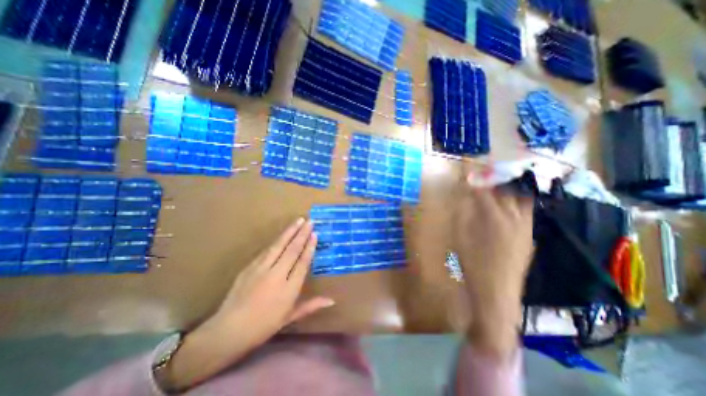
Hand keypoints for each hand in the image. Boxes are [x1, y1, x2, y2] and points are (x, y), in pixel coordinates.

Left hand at [211, 217, 333, 340]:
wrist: (228, 331)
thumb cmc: (264, 326)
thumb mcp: (290, 317)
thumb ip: (311, 305)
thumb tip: (332, 301)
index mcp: (288, 289)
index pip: (302, 263)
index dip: (309, 247)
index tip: (315, 235)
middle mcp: (276, 276)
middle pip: (292, 250)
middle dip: (302, 234)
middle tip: (310, 221)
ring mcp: (261, 269)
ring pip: (279, 246)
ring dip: (290, 232)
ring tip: (299, 220)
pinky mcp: (250, 267)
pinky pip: (267, 250)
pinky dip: (277, 241)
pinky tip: (282, 235)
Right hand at [455, 179, 532, 362]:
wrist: (496, 291)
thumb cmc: (472, 262)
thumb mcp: (460, 235)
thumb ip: (464, 212)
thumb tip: (465, 195)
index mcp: (493, 217)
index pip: (484, 189)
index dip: (474, 177)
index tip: (467, 169)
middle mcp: (514, 218)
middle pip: (507, 189)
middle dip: (495, 177)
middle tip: (483, 173)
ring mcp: (525, 227)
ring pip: (521, 198)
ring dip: (508, 188)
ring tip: (497, 185)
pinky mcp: (529, 236)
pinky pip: (525, 211)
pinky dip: (515, 202)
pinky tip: (505, 206)